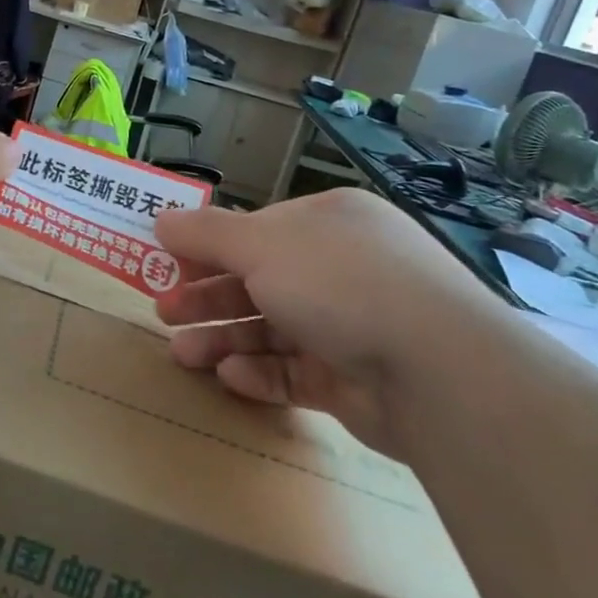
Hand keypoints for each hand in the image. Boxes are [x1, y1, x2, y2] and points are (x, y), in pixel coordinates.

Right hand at [152, 189, 508, 458]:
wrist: (436, 370)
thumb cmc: (338, 283)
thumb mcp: (260, 245)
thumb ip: (206, 234)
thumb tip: (161, 219)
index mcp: (328, 223)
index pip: (257, 231)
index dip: (208, 247)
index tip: (168, 264)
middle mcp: (342, 268)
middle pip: (259, 280)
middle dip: (208, 297)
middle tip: (164, 314)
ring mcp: (352, 324)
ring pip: (272, 329)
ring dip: (224, 338)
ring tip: (182, 355)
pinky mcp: (356, 378)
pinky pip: (297, 371)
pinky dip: (261, 372)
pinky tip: (231, 377)